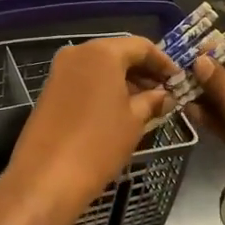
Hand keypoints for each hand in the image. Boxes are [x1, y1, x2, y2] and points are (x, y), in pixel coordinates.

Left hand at [0, 36, 179, 224]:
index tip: (178, 80)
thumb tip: (165, 95)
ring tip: (146, 104)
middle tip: (164, 92)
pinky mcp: (50, 90)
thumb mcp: (134, 121)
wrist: (46, 178)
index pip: (141, 46)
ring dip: (124, 81)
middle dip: (143, 71)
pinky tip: (120, 110)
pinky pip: (85, 80)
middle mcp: (78, 53)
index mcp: (102, 52)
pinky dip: (104, 89)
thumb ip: (152, 101)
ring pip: (100, 67)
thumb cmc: (98, 144)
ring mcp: (60, 71)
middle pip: (118, 53)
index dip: (163, 62)